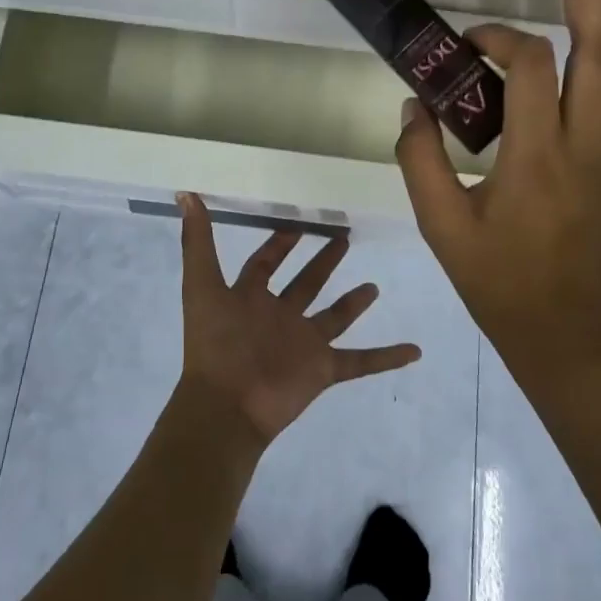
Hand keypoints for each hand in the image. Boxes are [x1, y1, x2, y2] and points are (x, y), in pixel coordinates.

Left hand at [176, 194, 421, 447]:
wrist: (226, 406)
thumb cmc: (215, 343)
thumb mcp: (202, 285)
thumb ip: (197, 241)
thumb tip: (186, 194)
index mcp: (250, 298)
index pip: (265, 265)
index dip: (277, 245)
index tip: (296, 224)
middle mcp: (279, 317)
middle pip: (305, 284)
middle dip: (322, 262)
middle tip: (343, 237)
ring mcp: (303, 344)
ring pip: (334, 318)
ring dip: (353, 303)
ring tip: (374, 286)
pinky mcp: (322, 369)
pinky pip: (361, 361)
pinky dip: (386, 357)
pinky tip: (414, 350)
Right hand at [394, 0, 600, 362]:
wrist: (560, 331)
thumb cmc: (496, 278)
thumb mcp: (440, 223)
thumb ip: (418, 158)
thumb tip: (414, 103)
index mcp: (535, 154)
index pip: (527, 67)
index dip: (498, 38)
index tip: (469, 43)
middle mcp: (586, 145)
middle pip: (597, 52)